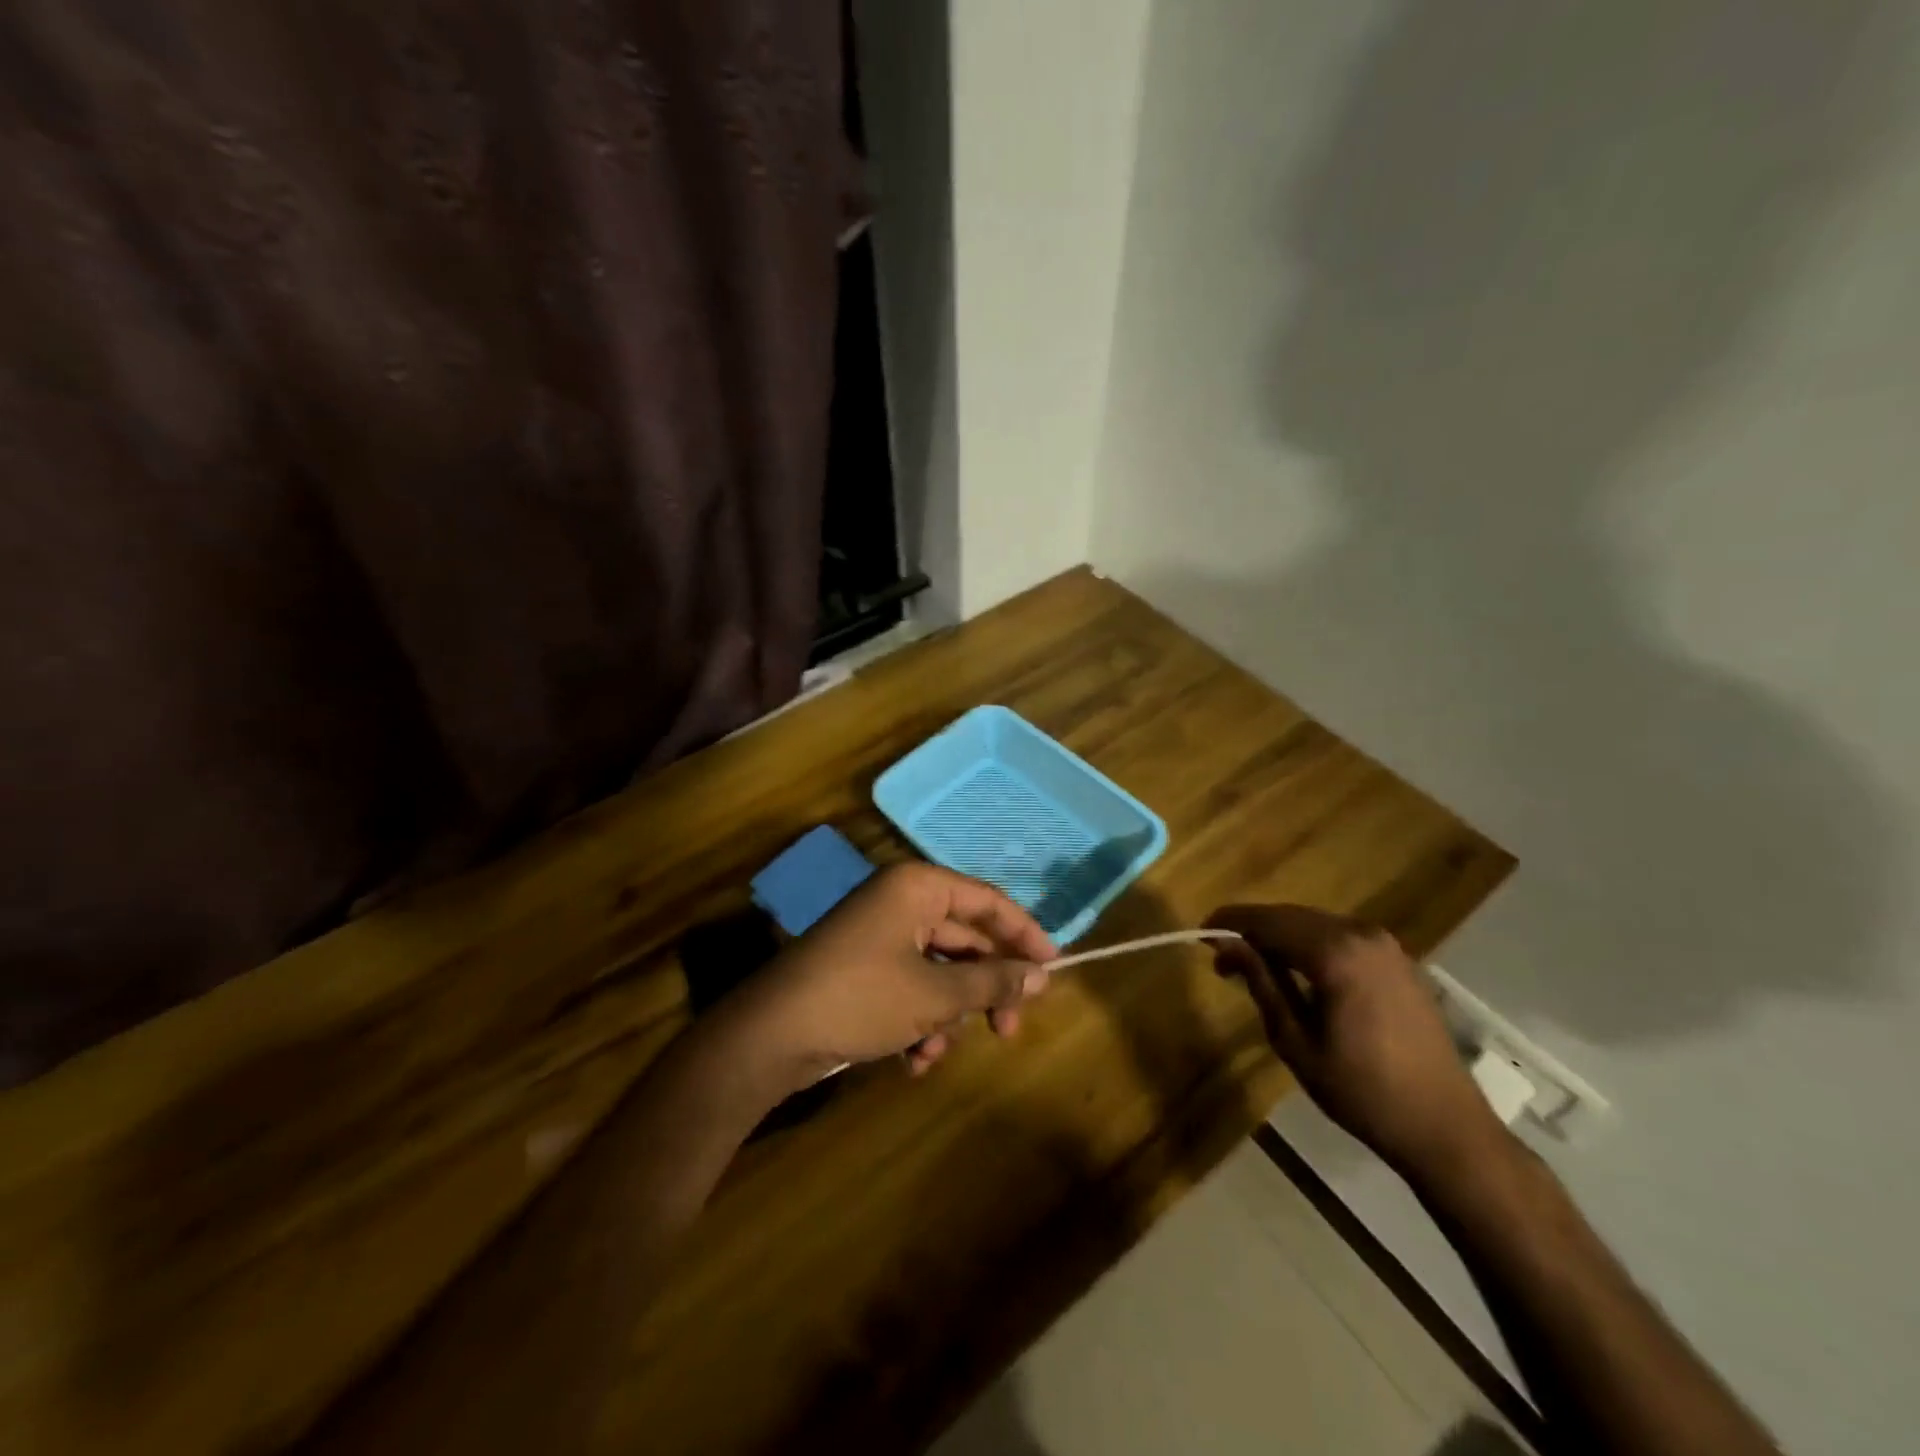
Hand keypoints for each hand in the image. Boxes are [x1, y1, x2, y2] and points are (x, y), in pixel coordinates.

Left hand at [749, 863, 1056, 1083]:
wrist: (770, 1035)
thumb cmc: (861, 998)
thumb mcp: (936, 994)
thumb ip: (992, 982)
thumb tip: (1041, 976)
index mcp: (917, 887)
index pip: (987, 900)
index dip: (1024, 933)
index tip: (1053, 968)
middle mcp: (899, 902)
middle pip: (964, 938)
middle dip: (986, 988)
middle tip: (1010, 1028)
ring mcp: (878, 935)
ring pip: (938, 970)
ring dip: (949, 1013)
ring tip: (940, 1051)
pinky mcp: (862, 969)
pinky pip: (910, 986)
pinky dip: (919, 1021)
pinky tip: (914, 1059)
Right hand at [1206, 904, 1506, 1178]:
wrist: (1445, 1128)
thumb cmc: (1361, 1091)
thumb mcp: (1295, 1041)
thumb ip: (1261, 983)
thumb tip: (1226, 944)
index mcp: (1335, 953)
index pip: (1267, 921)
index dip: (1229, 923)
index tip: (1200, 936)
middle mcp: (1361, 934)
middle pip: (1290, 916)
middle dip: (1253, 931)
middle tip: (1222, 959)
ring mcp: (1385, 945)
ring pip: (1315, 923)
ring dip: (1280, 937)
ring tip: (1254, 966)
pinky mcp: (1398, 960)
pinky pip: (1340, 936)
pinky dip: (1310, 944)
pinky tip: (1297, 971)